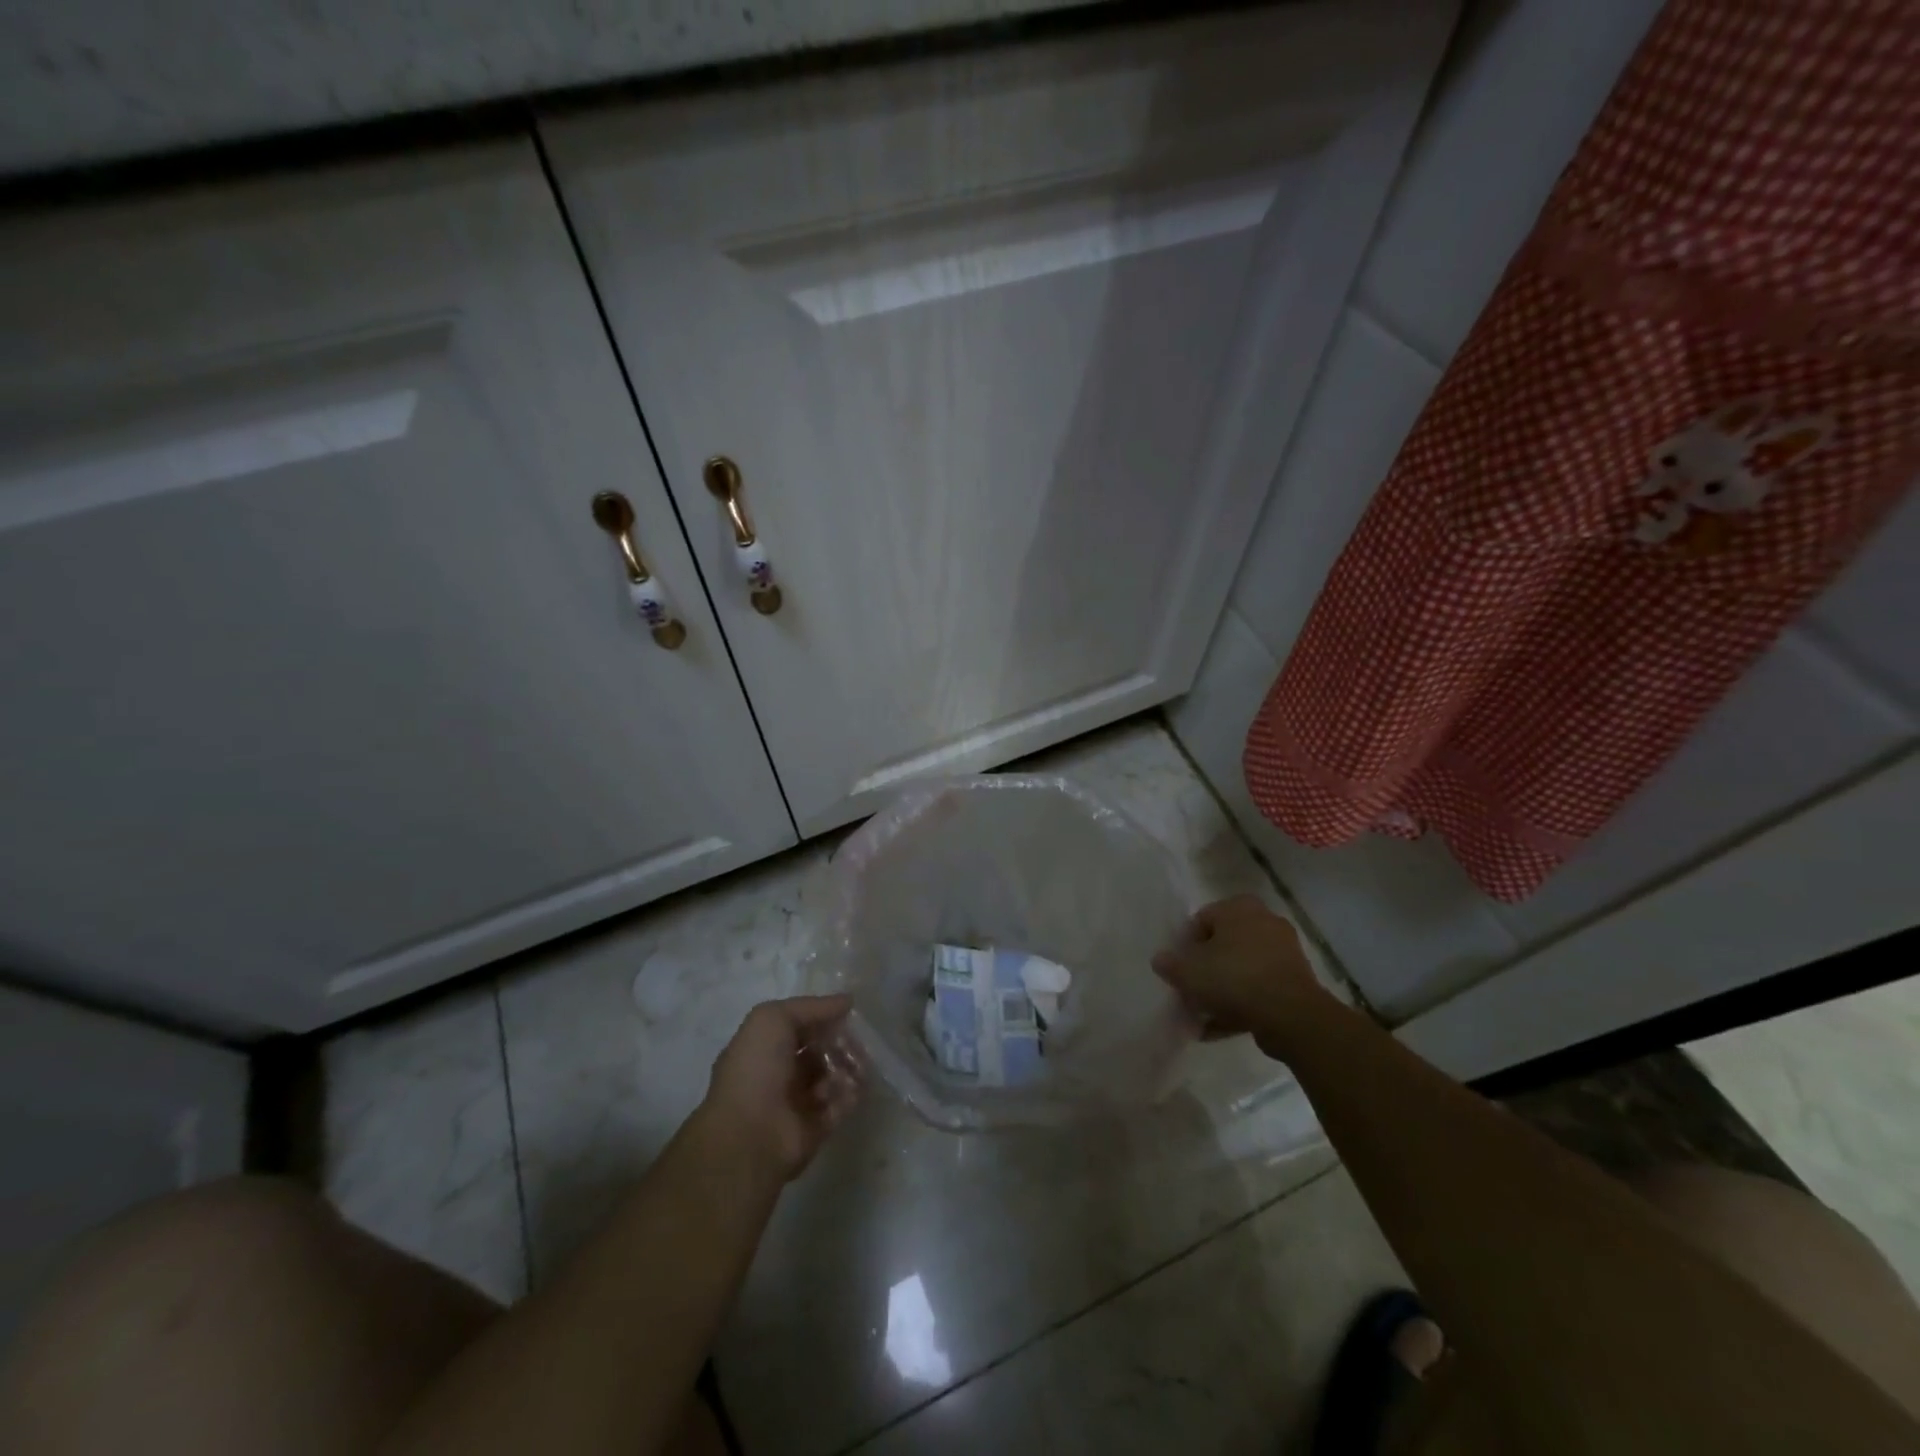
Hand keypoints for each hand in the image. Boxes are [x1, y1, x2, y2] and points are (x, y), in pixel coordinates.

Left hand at [702, 996, 861, 1181]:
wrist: (749, 1135)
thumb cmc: (756, 1069)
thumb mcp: (773, 1019)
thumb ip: (811, 1007)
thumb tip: (846, 1000)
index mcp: (764, 1048)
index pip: (799, 1027)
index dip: (822, 1017)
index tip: (848, 1011)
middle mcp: (780, 1074)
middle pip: (819, 1051)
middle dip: (840, 1042)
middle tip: (857, 1040)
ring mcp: (798, 1102)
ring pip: (832, 1076)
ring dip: (848, 1066)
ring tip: (858, 1063)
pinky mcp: (816, 1128)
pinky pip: (841, 1104)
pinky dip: (850, 1093)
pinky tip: (853, 1085)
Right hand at [1151, 895, 1328, 1059]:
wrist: (1290, 1015)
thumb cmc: (1233, 979)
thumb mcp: (1188, 972)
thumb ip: (1169, 964)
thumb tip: (1160, 960)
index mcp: (1239, 907)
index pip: (1201, 920)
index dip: (1185, 946)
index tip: (1179, 970)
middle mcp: (1264, 921)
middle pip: (1223, 945)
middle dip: (1205, 969)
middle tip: (1189, 990)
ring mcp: (1283, 952)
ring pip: (1241, 969)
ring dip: (1222, 990)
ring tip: (1201, 1015)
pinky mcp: (1295, 981)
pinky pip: (1259, 989)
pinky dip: (1241, 1005)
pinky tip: (1218, 1028)